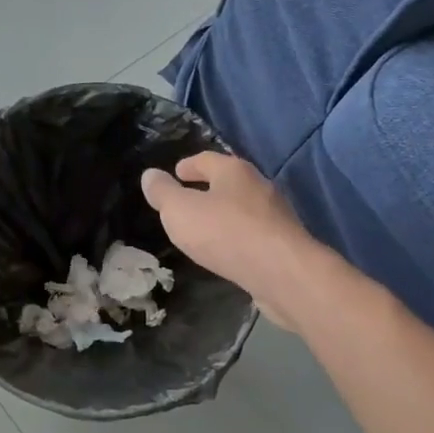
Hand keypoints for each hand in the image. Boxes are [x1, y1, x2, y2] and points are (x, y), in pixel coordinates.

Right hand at [141, 153, 312, 327]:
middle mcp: (258, 186)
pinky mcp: (283, 243)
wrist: (282, 273)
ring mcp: (275, 215)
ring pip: (242, 208)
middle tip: (187, 200)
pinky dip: (237, 236)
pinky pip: (253, 233)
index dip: (188, 165)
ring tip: (204, 228)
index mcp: (233, 171)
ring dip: (223, 214)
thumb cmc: (225, 233)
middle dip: (208, 188)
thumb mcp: (180, 211)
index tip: (176, 172)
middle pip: (228, 181)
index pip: (206, 159)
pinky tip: (227, 250)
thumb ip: (162, 193)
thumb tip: (150, 175)